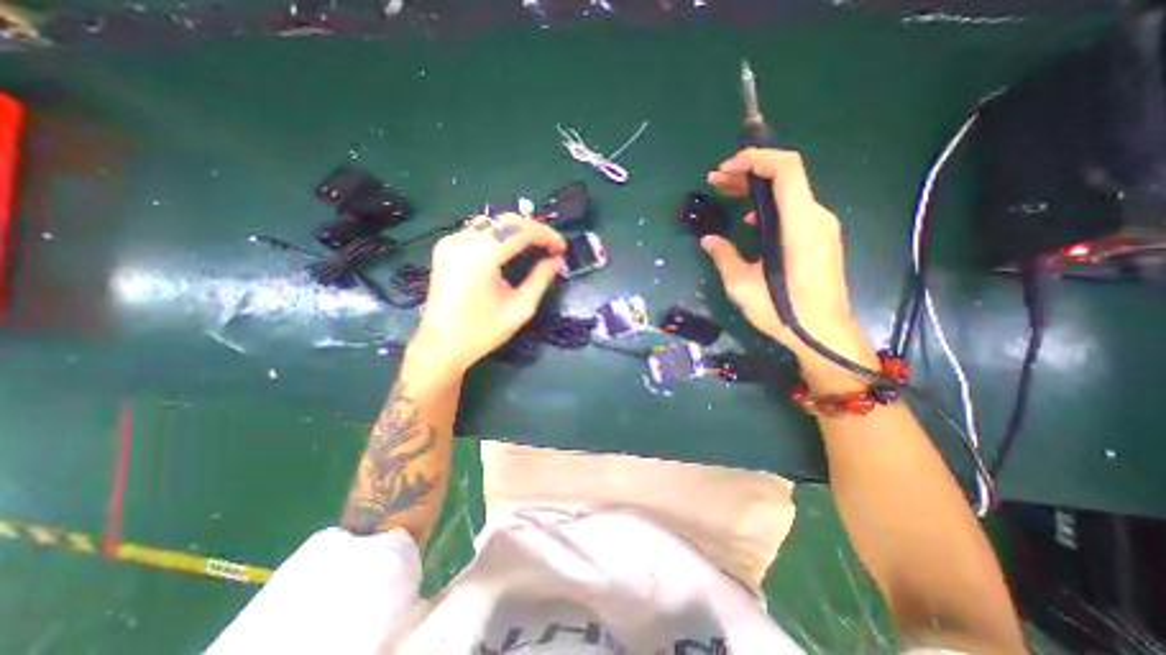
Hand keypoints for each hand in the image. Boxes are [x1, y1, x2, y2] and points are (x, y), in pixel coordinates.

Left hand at [411, 211, 567, 372]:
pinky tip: (511, 248)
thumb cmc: (482, 332)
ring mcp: (451, 242)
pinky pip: (479, 230)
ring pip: (492, 222)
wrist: (440, 346)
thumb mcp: (520, 308)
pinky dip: (500, 234)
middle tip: (552, 247)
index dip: (546, 235)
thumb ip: (541, 279)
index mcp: (481, 257)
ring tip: (536, 246)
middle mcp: (463, 241)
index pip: (521, 231)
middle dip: (534, 229)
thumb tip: (558, 260)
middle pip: (506, 221)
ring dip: (517, 229)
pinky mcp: (446, 247)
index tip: (563, 248)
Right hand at [701, 151, 863, 369]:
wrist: (823, 333)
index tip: (726, 168)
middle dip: (748, 172)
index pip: (786, 168)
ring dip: (756, 190)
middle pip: (785, 177)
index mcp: (799, 224)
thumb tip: (708, 239)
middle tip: (716, 180)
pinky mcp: (820, 238)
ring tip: (726, 195)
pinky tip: (748, 223)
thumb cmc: (783, 311)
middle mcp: (816, 217)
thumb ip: (724, 256)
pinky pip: (793, 210)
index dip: (756, 158)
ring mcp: (822, 227)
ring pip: (788, 193)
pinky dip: (768, 207)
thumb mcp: (742, 285)